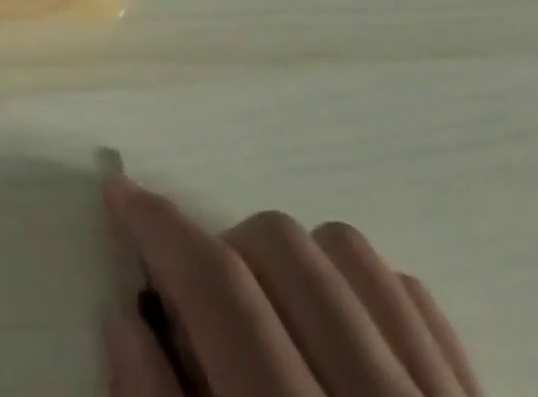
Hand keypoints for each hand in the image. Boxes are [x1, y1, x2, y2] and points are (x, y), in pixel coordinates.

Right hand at [102, 178, 479, 396]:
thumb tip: (124, 317)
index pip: (221, 290)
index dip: (160, 229)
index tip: (118, 194)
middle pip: (286, 250)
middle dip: (224, 250)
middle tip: (197, 304)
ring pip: (354, 257)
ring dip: (293, 264)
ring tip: (270, 319)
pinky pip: (419, 305)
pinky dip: (362, 295)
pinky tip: (339, 344)